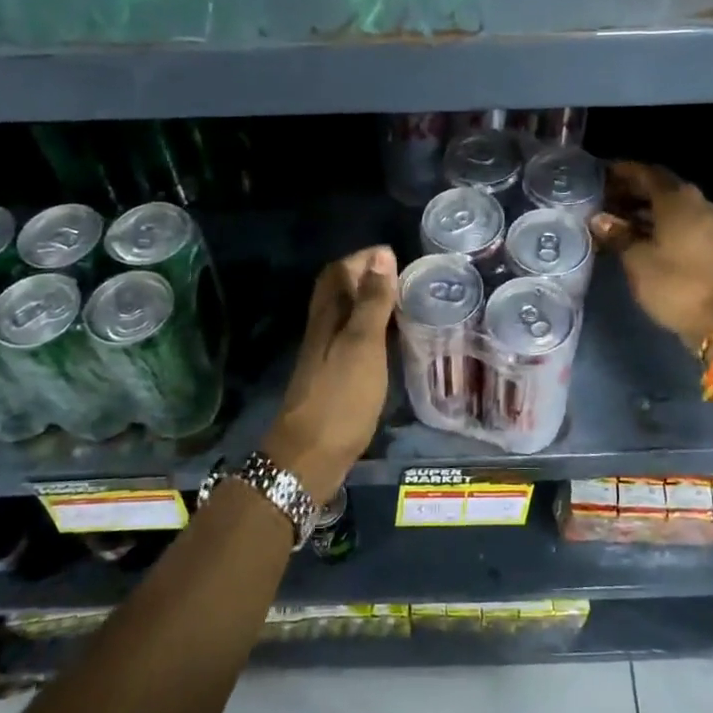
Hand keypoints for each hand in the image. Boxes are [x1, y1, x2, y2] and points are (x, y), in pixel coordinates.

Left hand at [261, 245, 398, 495]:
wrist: (310, 456)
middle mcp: (321, 328)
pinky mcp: (332, 376)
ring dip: (368, 302)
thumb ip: (373, 302)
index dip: (363, 259)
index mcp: (327, 315)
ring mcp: (325, 354)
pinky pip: (350, 337)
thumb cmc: (341, 397)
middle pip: (338, 290)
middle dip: (365, 276)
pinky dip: (369, 328)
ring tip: (402, 303)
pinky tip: (388, 341)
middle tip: (401, 278)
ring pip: (344, 314)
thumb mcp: (363, 344)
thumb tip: (382, 255)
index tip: (396, 257)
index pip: (339, 271)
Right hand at [590, 162, 712, 353]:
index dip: (622, 171)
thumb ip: (618, 234)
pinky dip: (656, 223)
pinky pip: (678, 221)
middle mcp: (695, 203)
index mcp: (677, 199)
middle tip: (603, 198)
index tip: (600, 174)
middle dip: (631, 190)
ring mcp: (706, 223)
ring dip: (643, 208)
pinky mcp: (710, 242)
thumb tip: (599, 219)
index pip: (646, 173)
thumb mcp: (637, 260)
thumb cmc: (675, 283)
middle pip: (659, 187)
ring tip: (614, 218)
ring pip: (669, 206)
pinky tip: (636, 235)